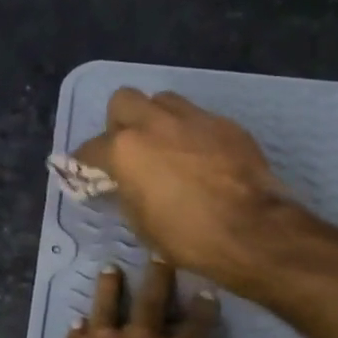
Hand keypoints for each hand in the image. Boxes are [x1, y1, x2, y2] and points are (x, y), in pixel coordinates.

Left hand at [33, 259, 219, 337]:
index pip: (196, 327)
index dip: (203, 308)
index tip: (205, 290)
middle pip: (154, 300)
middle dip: (159, 276)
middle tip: (159, 256)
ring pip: (110, 302)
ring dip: (111, 285)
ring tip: (111, 269)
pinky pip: (79, 329)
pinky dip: (80, 324)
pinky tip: (78, 319)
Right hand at [72, 90, 284, 281]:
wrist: (251, 230)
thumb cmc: (187, 236)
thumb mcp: (141, 222)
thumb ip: (127, 192)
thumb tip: (125, 182)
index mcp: (126, 150)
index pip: (91, 148)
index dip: (86, 162)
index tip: (88, 171)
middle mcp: (155, 123)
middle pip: (123, 101)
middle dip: (120, 122)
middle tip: (130, 148)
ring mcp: (193, 118)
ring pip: (163, 101)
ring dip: (158, 119)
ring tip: (167, 146)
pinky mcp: (225, 124)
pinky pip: (198, 118)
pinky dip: (192, 133)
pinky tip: (201, 157)